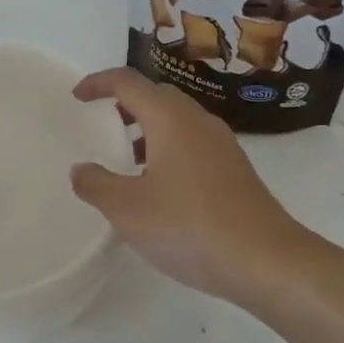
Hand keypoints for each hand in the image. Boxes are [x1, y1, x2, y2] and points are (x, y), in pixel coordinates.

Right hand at [69, 68, 308, 306]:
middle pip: (157, 96)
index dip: (99, 83)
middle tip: (103, 124)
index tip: (77, 97)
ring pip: (178, 120)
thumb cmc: (189, 226)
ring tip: (128, 159)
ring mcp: (222, 145)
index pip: (128, 82)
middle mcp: (198, 122)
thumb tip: (81, 169)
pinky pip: (193, 143)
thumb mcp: (127, 209)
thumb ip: (96, 185)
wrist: (266, 260)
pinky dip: (169, 149)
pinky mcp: (235, 170)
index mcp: (170, 119)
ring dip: (149, 128)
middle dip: (126, 103)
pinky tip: (161, 187)